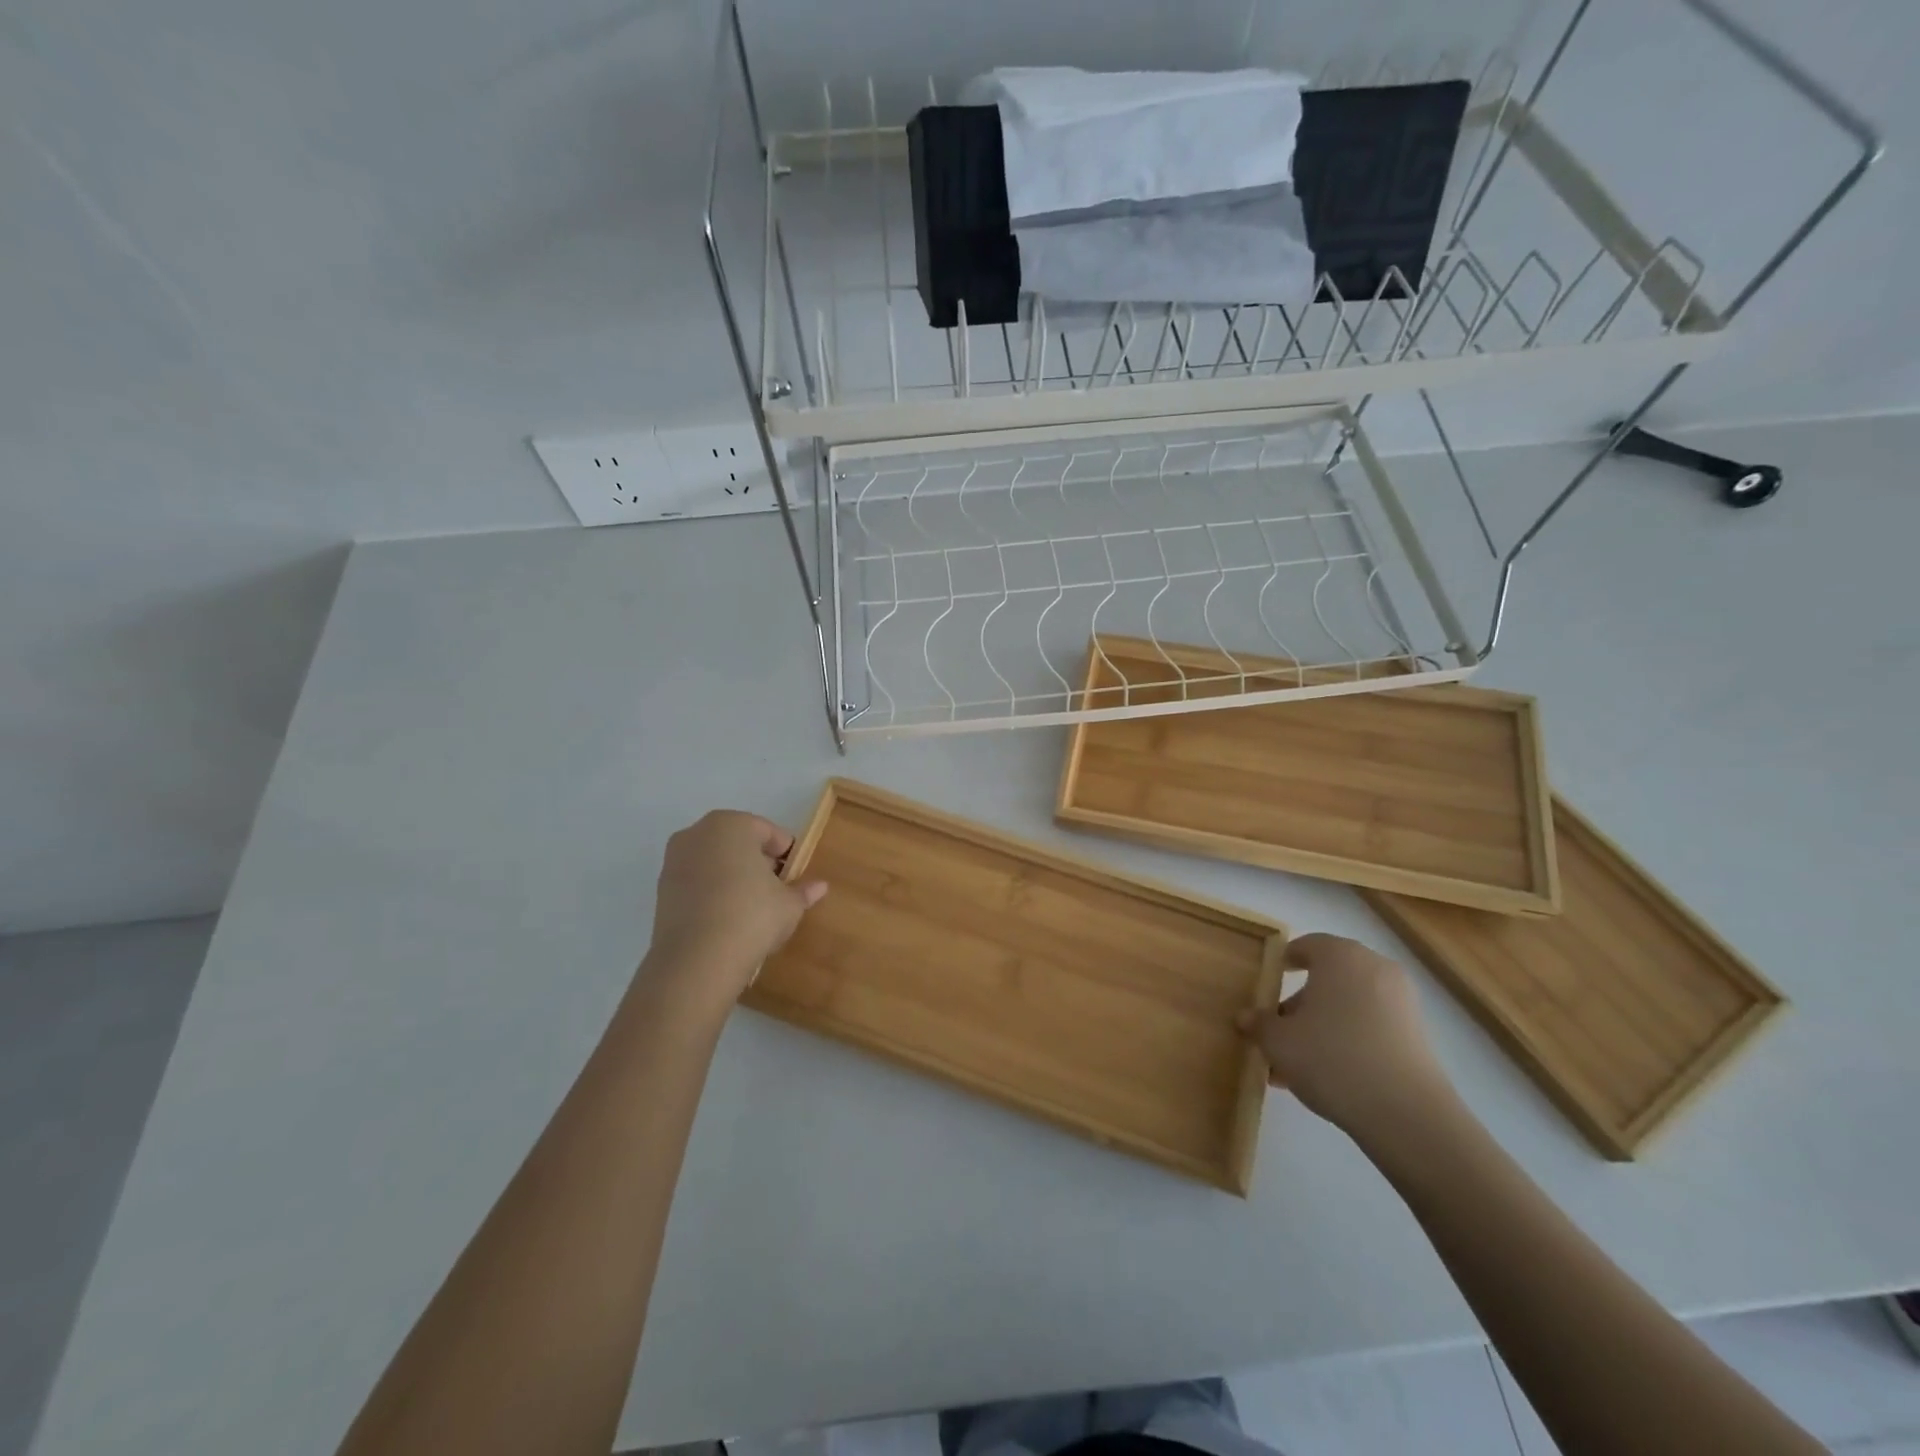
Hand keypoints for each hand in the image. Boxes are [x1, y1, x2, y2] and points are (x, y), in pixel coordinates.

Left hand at [642, 811, 827, 1006]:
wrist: (697, 960)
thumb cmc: (752, 916)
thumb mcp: (789, 904)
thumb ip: (803, 890)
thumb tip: (820, 886)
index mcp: (732, 824)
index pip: (768, 832)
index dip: (786, 854)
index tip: (795, 876)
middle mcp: (698, 833)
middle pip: (738, 842)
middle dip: (757, 861)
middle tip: (776, 889)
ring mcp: (674, 860)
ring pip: (714, 861)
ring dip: (732, 876)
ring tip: (751, 907)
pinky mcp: (661, 889)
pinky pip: (696, 882)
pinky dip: (711, 892)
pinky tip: (726, 918)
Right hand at [1238, 933, 1455, 1141]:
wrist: (1406, 1114)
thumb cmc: (1331, 1057)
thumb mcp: (1278, 1042)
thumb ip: (1259, 1024)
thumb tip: (1245, 1017)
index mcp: (1340, 956)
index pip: (1307, 945)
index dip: (1285, 961)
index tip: (1270, 980)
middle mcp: (1374, 968)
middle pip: (1329, 977)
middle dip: (1301, 1002)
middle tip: (1278, 1029)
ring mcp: (1401, 1002)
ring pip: (1349, 1005)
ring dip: (1323, 1025)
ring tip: (1297, 1062)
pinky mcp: (1417, 1035)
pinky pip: (1371, 1026)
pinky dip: (1349, 1039)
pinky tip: (1328, 1074)